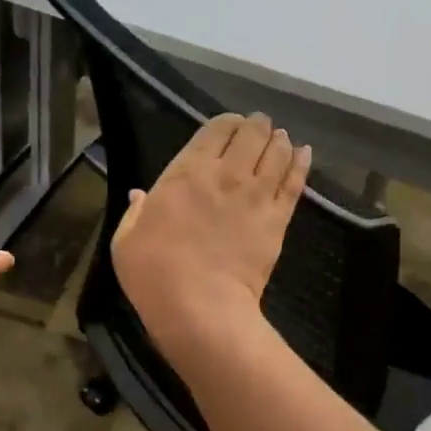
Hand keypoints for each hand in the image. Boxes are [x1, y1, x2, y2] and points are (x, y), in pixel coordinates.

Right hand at [111, 113, 310, 356]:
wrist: (200, 307)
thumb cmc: (154, 273)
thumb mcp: (126, 240)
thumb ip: (136, 212)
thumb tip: (141, 195)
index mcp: (187, 172)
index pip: (215, 130)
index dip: (226, 123)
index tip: (229, 128)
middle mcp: (226, 174)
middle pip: (252, 134)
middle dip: (257, 126)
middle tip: (258, 128)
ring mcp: (256, 196)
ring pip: (277, 152)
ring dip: (278, 141)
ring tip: (280, 139)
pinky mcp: (278, 219)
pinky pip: (295, 182)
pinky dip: (301, 163)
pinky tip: (304, 153)